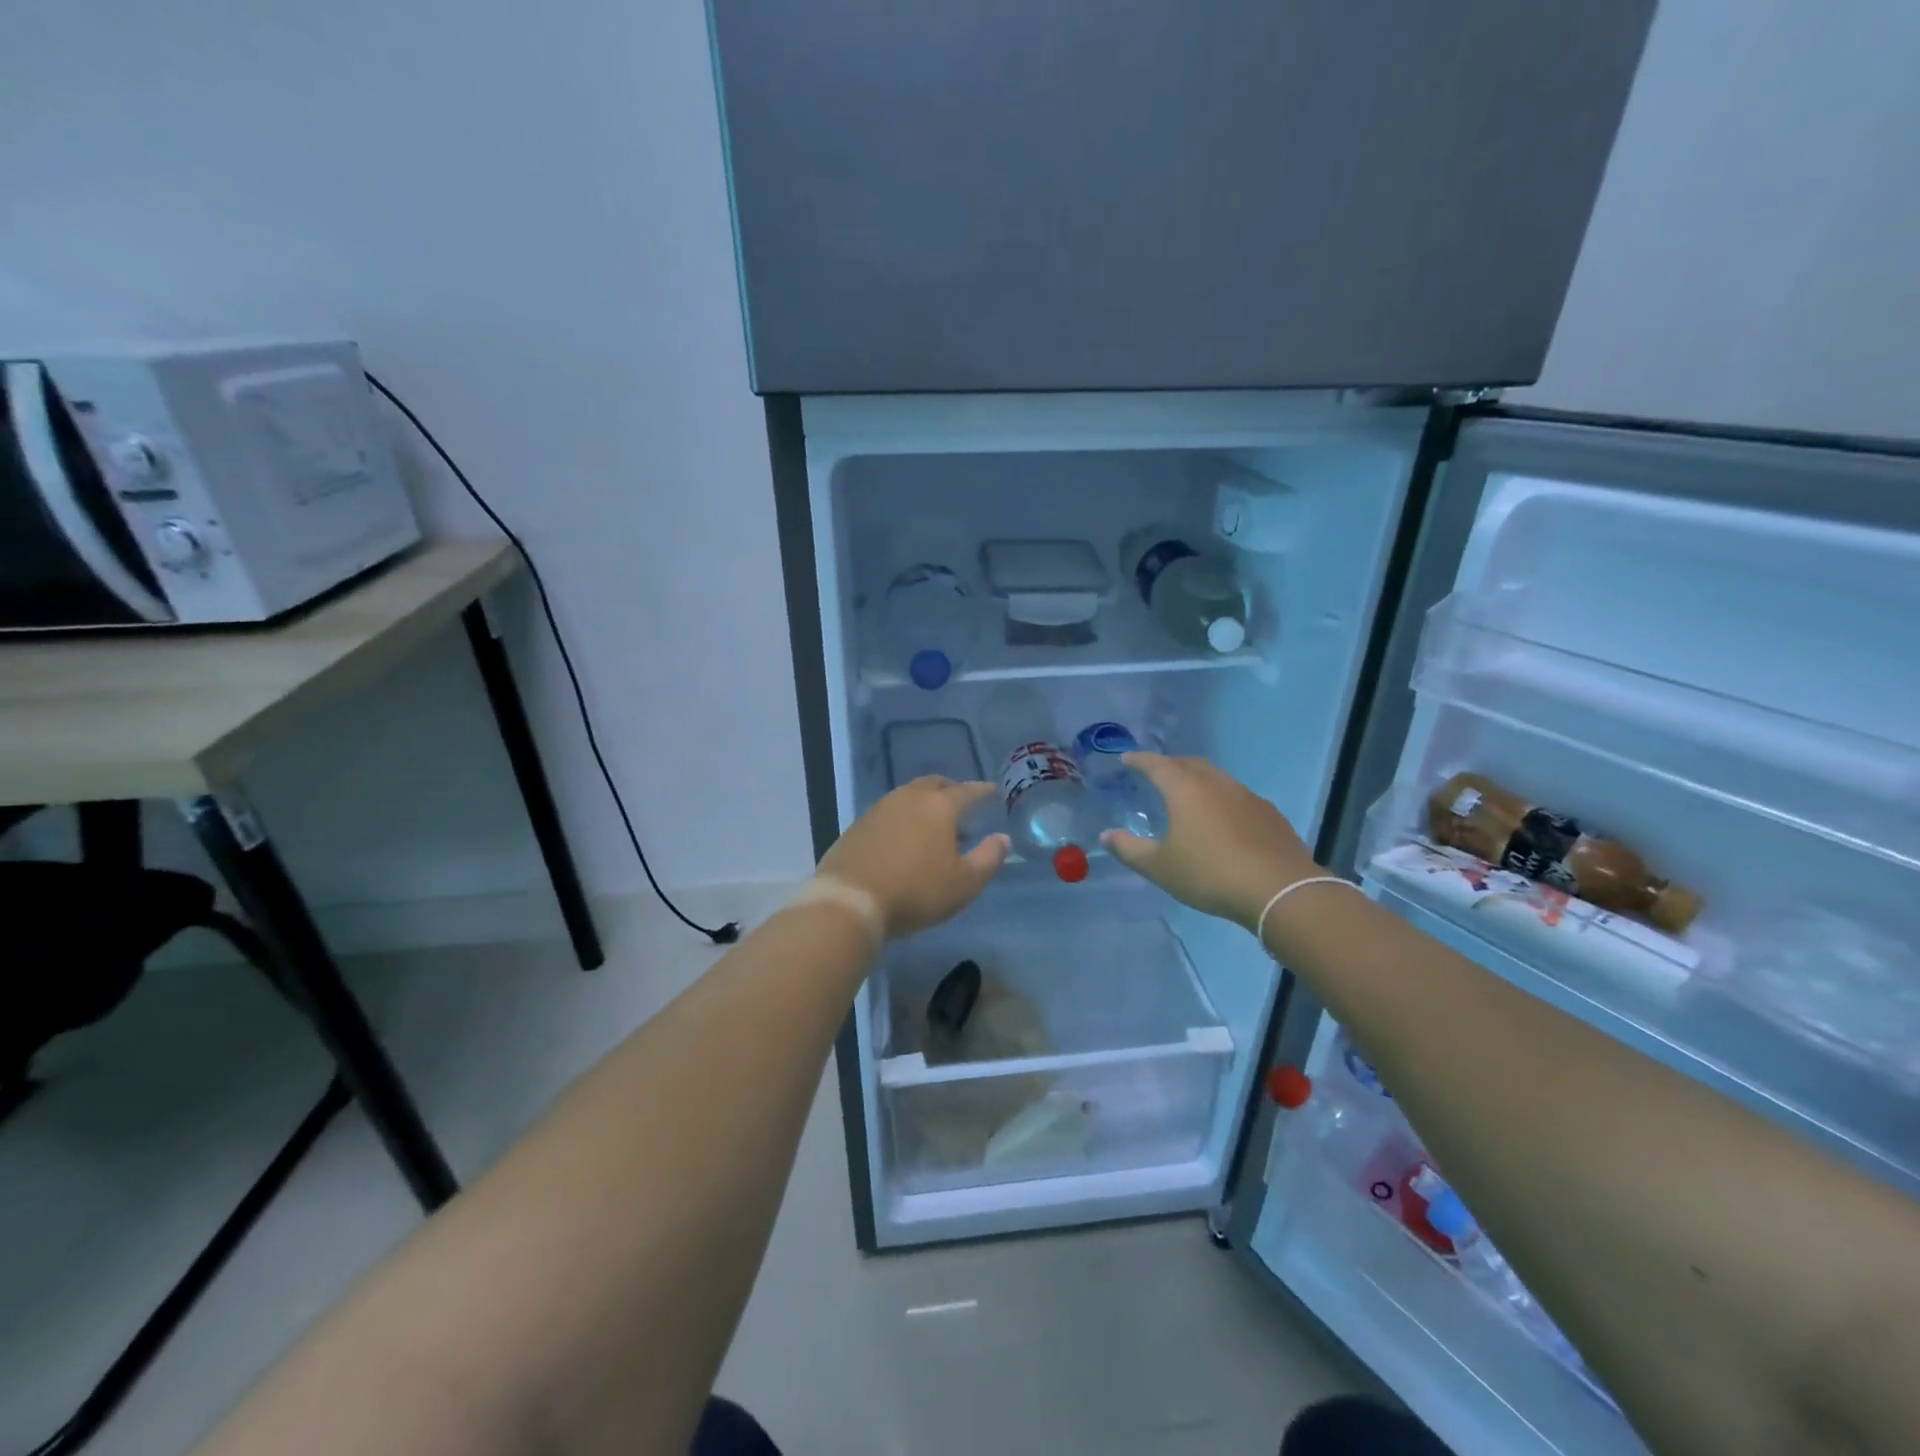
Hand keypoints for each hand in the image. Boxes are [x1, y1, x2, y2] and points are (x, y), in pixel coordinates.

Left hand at [817, 778, 1010, 939]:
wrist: (850, 901)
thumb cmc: (915, 891)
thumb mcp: (964, 883)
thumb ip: (989, 858)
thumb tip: (1002, 839)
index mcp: (939, 806)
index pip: (967, 791)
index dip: (983, 791)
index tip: (993, 792)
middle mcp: (909, 798)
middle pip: (934, 785)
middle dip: (951, 791)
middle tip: (962, 805)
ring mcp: (879, 809)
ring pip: (909, 796)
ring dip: (925, 805)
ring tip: (934, 827)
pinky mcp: (858, 826)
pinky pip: (889, 813)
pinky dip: (903, 818)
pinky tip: (904, 839)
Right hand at [1100, 753, 1319, 929]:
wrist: (1279, 890)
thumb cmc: (1210, 873)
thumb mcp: (1160, 867)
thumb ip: (1129, 849)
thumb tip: (1107, 835)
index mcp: (1185, 789)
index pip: (1157, 765)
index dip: (1139, 760)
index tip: (1126, 760)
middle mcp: (1216, 784)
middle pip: (1189, 764)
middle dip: (1169, 765)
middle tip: (1156, 775)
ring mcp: (1247, 796)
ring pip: (1216, 778)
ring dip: (1198, 780)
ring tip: (1187, 797)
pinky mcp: (1269, 814)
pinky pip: (1237, 796)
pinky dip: (1221, 799)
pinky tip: (1222, 821)